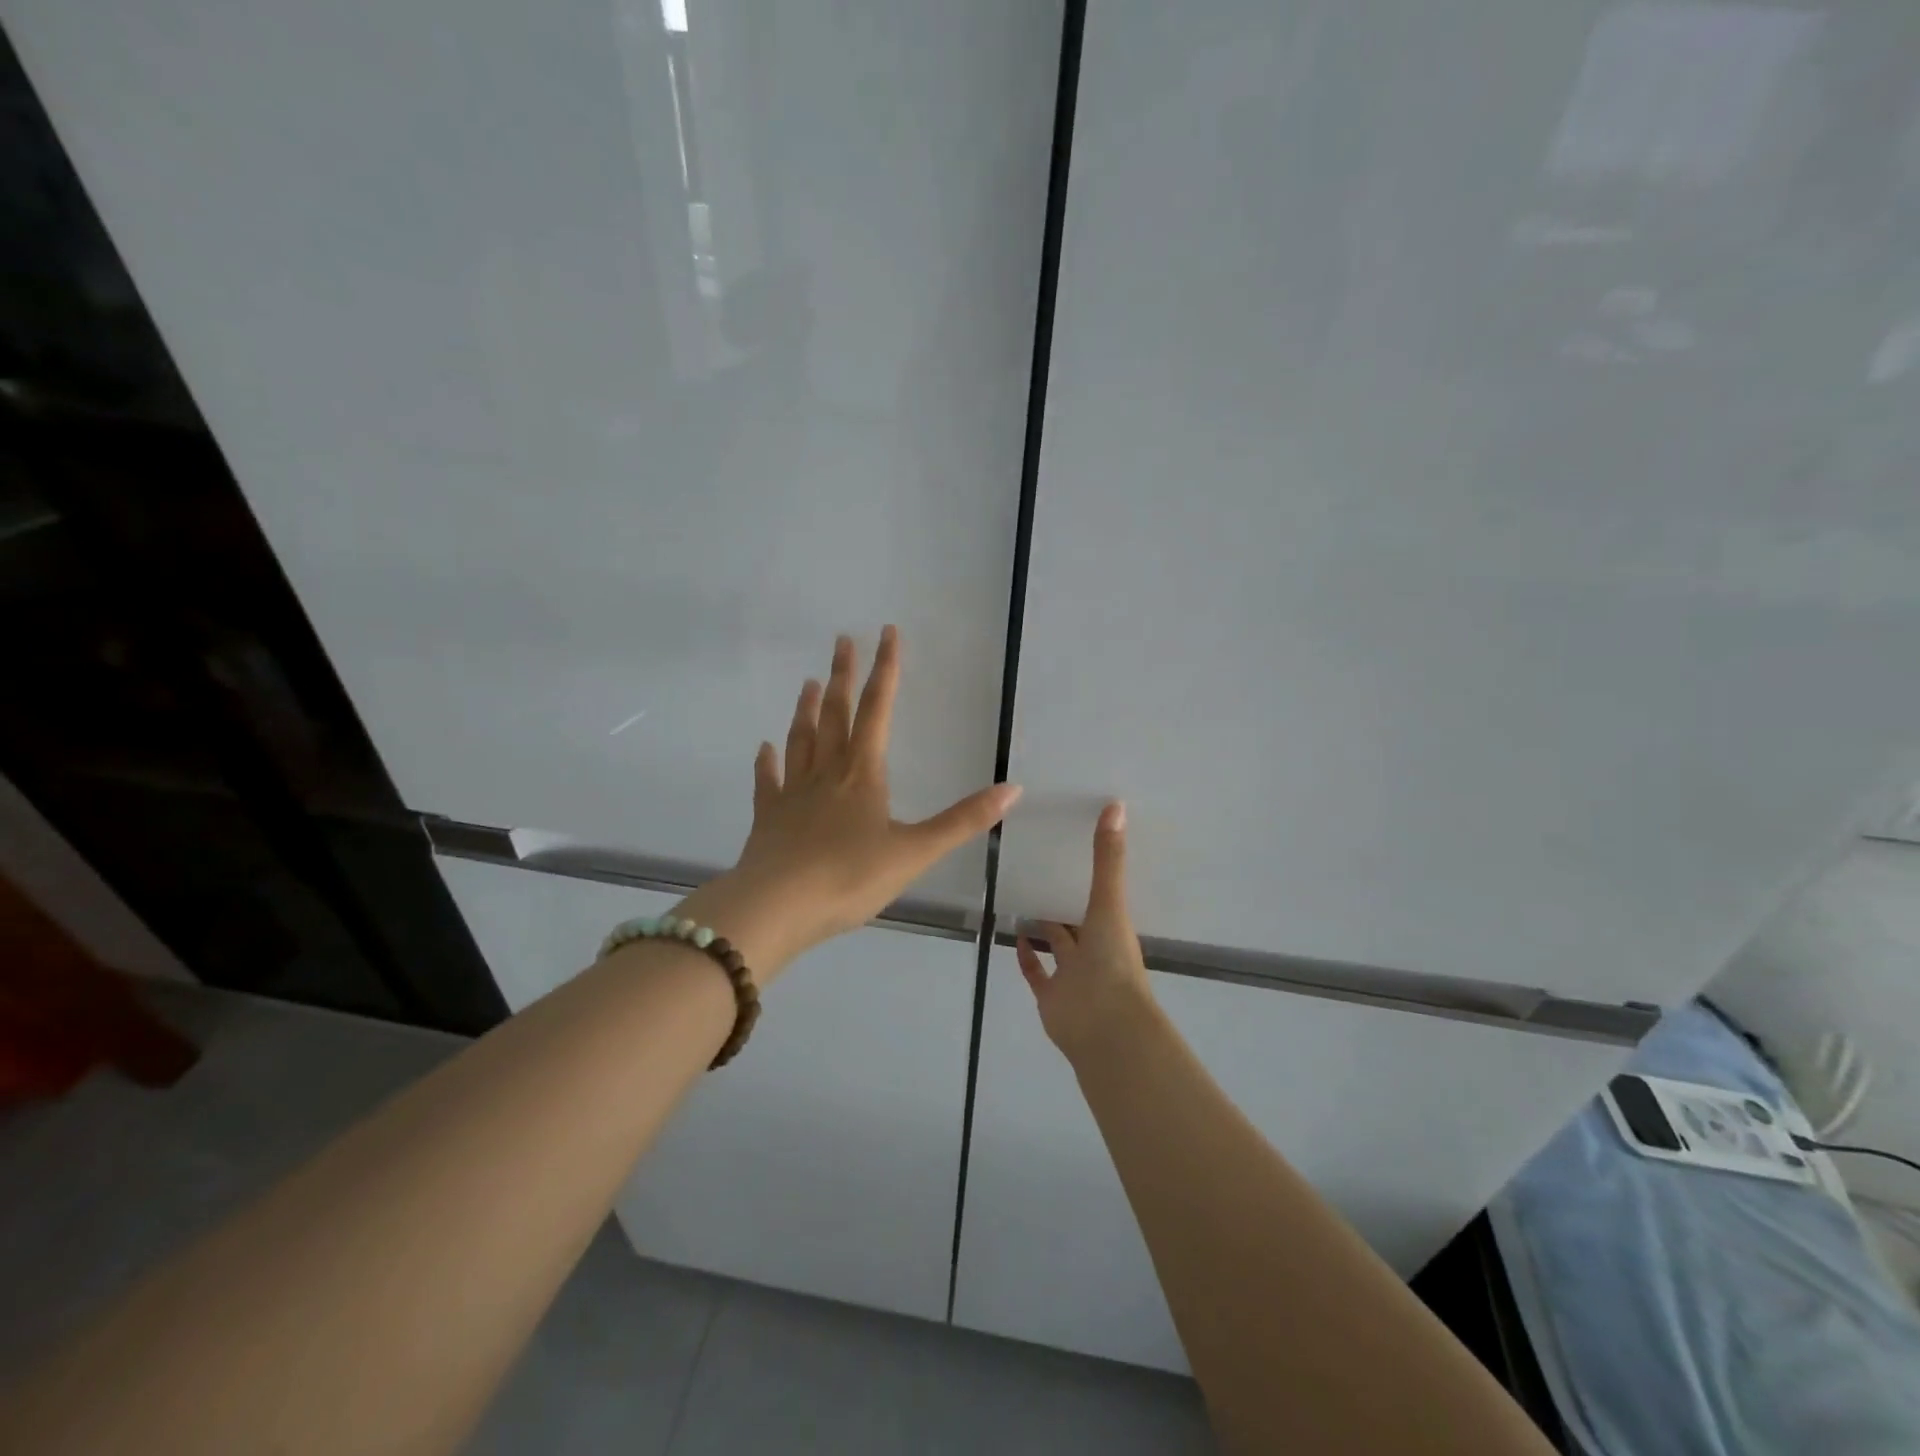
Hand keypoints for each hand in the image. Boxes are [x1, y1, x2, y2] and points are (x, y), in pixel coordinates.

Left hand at [685, 627, 1020, 975]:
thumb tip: (1013, 789)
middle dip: (843, 676)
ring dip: (807, 710)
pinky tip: (764, 749)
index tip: (886, 632)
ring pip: (802, 740)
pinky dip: (766, 763)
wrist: (776, 907)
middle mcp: (827, 773)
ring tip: (809, 682)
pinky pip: (767, 782)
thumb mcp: (915, 852)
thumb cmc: (849, 878)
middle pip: (836, 715)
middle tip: (842, 640)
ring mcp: (792, 794)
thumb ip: (963, 820)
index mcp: (863, 774)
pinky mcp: (768, 818)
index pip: (878, 710)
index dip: (886, 670)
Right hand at [1016, 801, 1156, 1060]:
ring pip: (1057, 948)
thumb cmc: (1112, 962)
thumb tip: (1116, 805)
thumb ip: (1108, 858)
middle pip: (1078, 924)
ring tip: (1022, 900)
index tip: (1073, 852)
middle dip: (1063, 904)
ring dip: (1044, 930)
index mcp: (1112, 930)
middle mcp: (1094, 952)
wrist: (1105, 1027)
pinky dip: (1027, 957)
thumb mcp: (1108, 903)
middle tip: (1040, 873)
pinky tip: (1015, 934)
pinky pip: (1037, 973)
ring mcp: (1072, 977)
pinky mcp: (1050, 997)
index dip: (1091, 879)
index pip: (1101, 900)